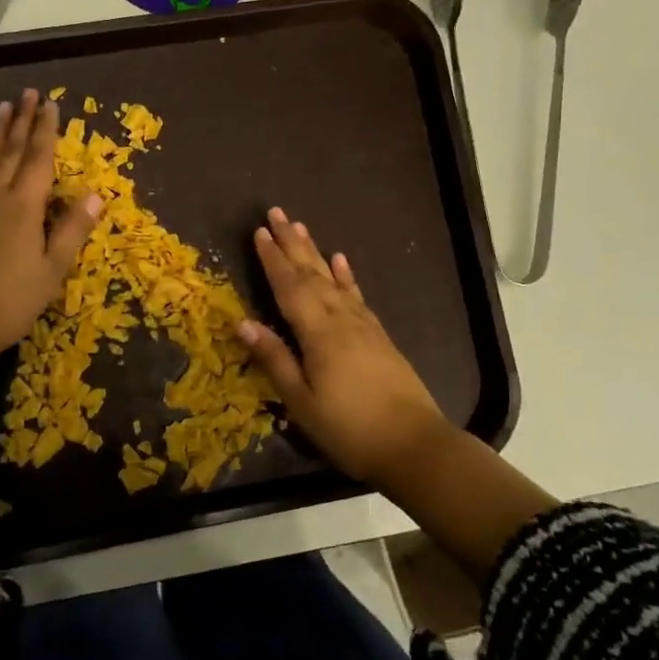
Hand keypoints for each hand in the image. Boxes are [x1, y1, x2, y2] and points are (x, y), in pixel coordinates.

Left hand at [0, 88, 104, 360]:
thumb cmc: (10, 300)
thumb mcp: (52, 271)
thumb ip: (72, 230)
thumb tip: (97, 194)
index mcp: (24, 207)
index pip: (39, 158)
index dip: (46, 130)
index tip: (50, 103)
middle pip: (11, 151)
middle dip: (21, 121)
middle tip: (27, 93)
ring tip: (2, 106)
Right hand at [236, 207, 450, 487]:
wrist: (415, 446)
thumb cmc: (350, 429)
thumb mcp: (302, 402)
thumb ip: (275, 359)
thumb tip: (243, 322)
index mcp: (318, 333)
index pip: (289, 287)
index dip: (272, 259)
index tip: (258, 232)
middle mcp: (341, 319)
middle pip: (311, 274)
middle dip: (292, 243)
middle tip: (277, 213)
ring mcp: (364, 325)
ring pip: (334, 279)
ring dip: (315, 252)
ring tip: (302, 228)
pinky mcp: (379, 336)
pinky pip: (357, 296)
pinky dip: (347, 276)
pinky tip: (341, 262)